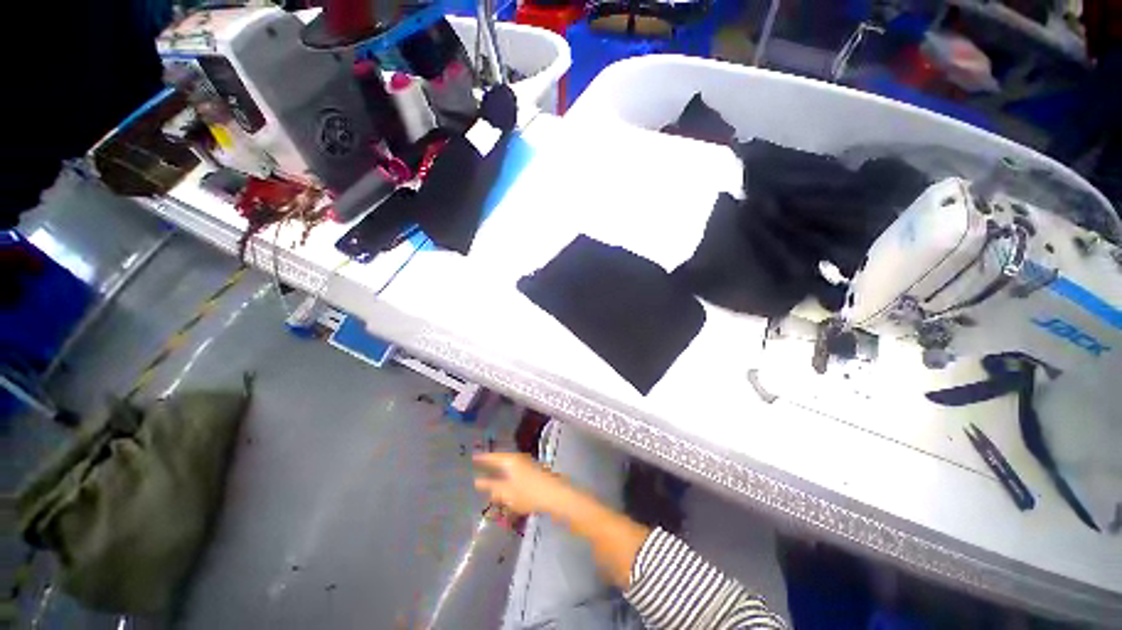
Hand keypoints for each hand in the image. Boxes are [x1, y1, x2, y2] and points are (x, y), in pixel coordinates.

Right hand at [473, 452, 571, 515]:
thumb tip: (477, 481)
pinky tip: (505, 488)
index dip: (482, 458)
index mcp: (511, 460)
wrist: (555, 496)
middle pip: (501, 460)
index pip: (493, 456)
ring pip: (509, 468)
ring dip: (499, 473)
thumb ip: (491, 487)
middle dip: (490, 465)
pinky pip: (515, 474)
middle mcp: (518, 459)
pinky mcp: (533, 473)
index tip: (472, 457)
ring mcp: (527, 465)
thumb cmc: (529, 493)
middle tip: (478, 468)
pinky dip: (507, 479)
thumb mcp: (507, 493)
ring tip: (488, 480)